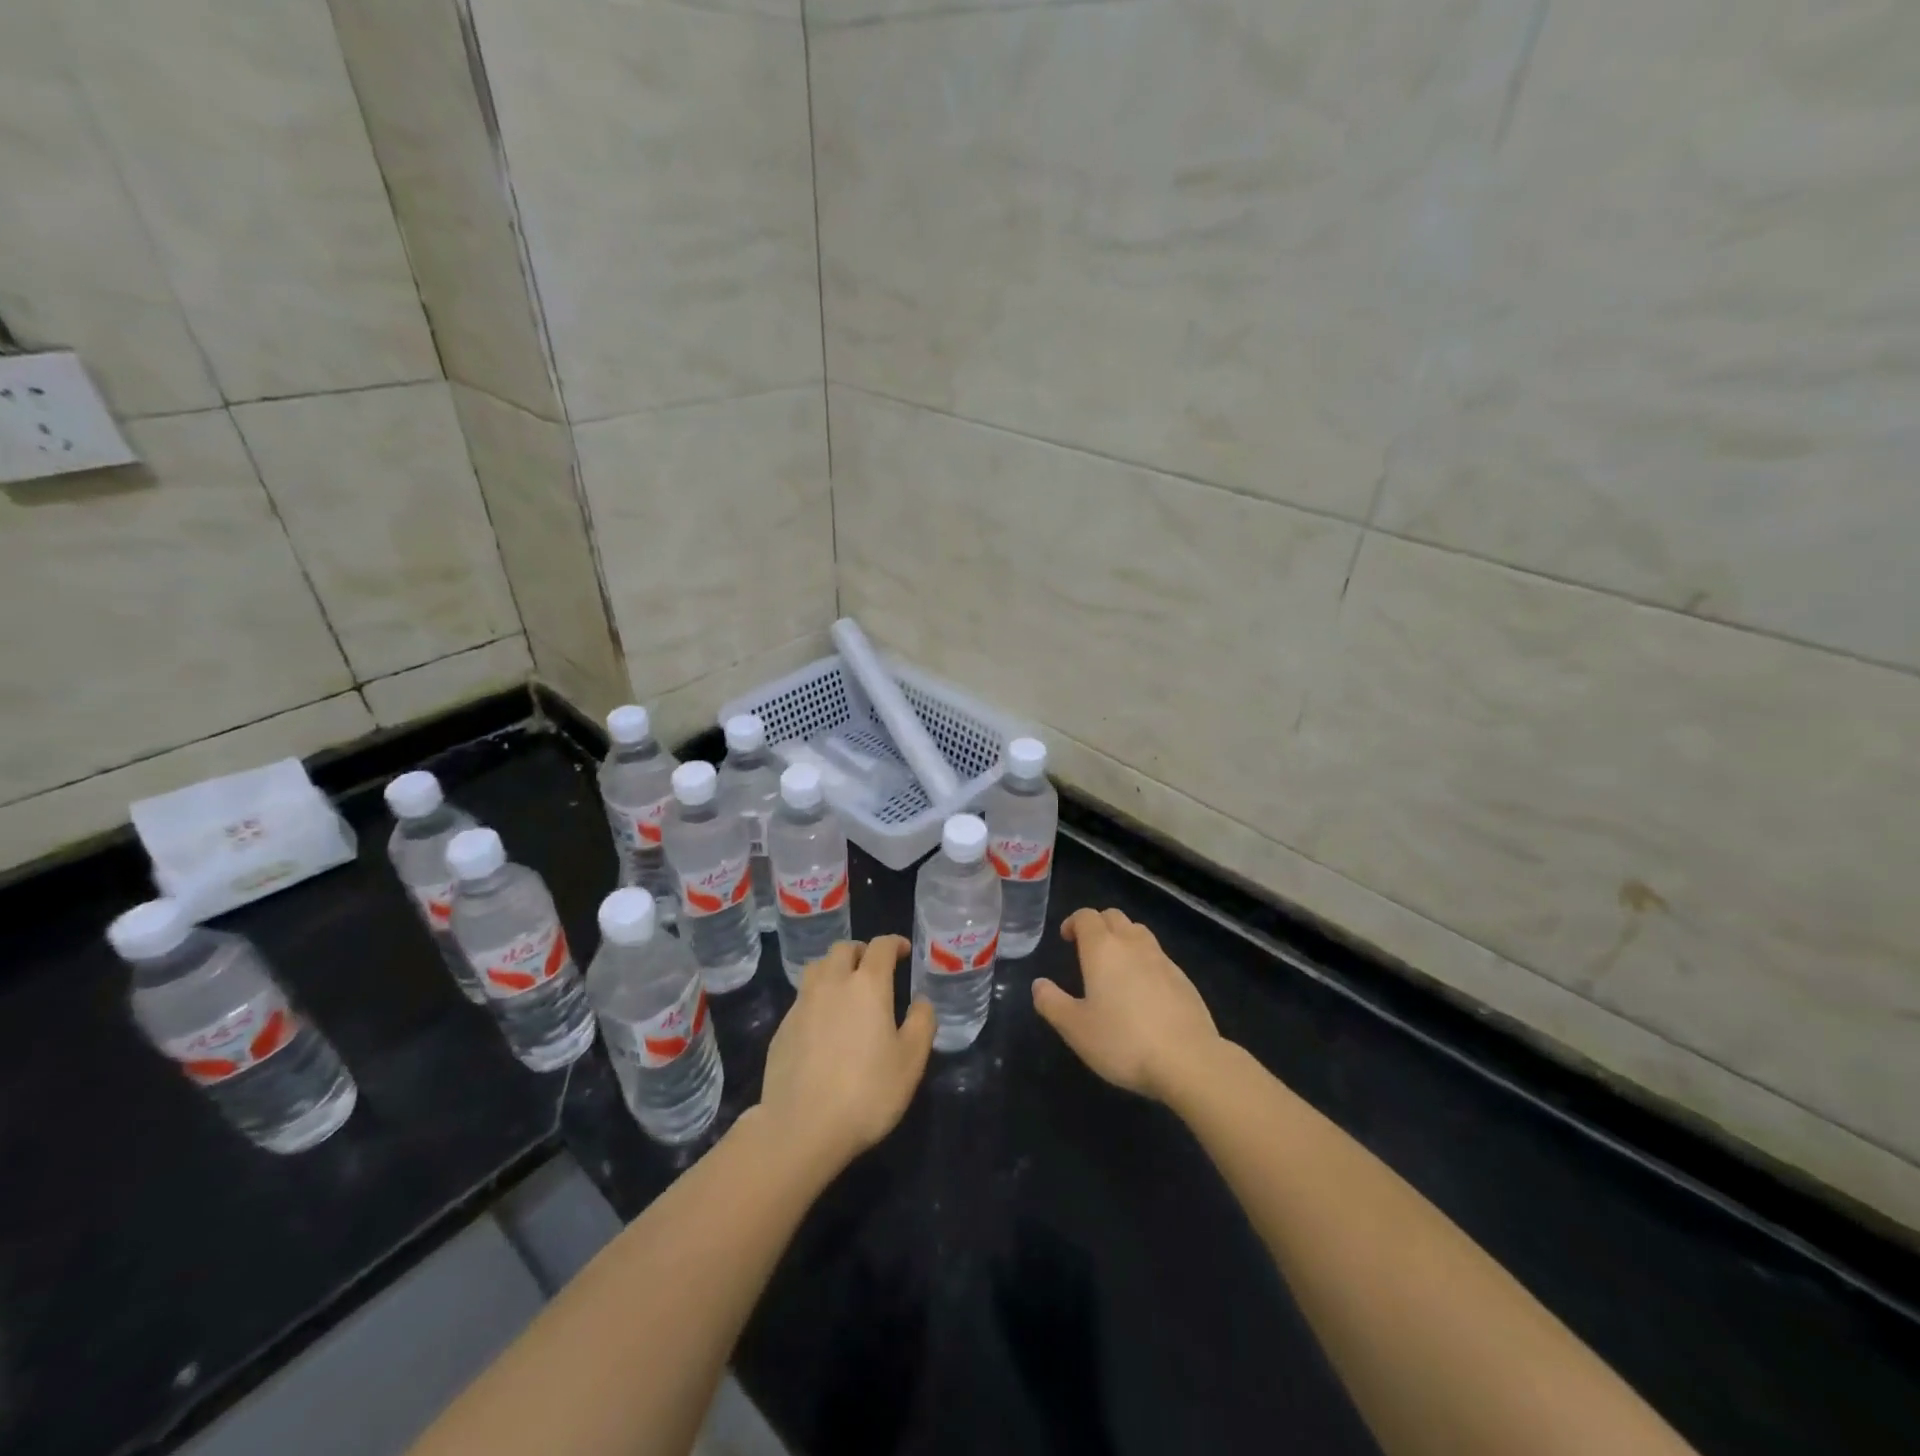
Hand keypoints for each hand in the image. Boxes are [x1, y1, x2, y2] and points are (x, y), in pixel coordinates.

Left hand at [757, 937, 934, 1178]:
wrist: (801, 1127)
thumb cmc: (867, 1092)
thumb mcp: (911, 1061)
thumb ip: (922, 1023)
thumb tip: (921, 1000)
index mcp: (867, 985)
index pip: (880, 946)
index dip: (894, 943)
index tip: (904, 951)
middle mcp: (832, 983)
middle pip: (843, 949)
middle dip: (861, 951)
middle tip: (873, 968)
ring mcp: (802, 1004)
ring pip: (817, 968)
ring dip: (834, 968)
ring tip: (845, 988)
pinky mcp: (782, 1028)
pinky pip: (802, 998)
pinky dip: (817, 997)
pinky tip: (823, 1024)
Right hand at [1033, 908, 1220, 1102]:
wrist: (1189, 1060)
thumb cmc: (1123, 1041)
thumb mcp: (1075, 1028)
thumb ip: (1052, 1003)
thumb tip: (1039, 984)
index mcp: (1102, 949)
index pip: (1086, 917)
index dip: (1073, 922)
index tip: (1066, 939)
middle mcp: (1133, 944)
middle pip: (1114, 917)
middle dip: (1098, 925)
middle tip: (1087, 949)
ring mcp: (1162, 959)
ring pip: (1139, 932)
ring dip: (1123, 938)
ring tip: (1115, 966)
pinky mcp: (1183, 979)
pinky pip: (1158, 956)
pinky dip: (1144, 960)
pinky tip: (1143, 990)